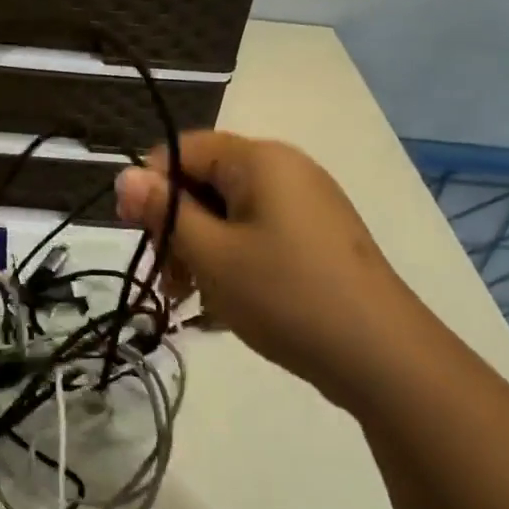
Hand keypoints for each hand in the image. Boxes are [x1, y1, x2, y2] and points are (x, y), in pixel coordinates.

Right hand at [114, 132, 428, 407]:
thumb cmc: (285, 295)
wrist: (384, 359)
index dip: (150, 186)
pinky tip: (224, 302)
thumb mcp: (210, 254)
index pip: (180, 150)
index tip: (136, 233)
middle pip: (204, 180)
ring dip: (199, 249)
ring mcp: (305, 204)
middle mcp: (284, 169)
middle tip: (169, 279)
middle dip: (176, 225)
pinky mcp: (317, 237)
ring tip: (193, 298)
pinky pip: (256, 232)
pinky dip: (231, 259)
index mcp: (258, 159)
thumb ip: (163, 211)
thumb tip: (124, 175)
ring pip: (227, 211)